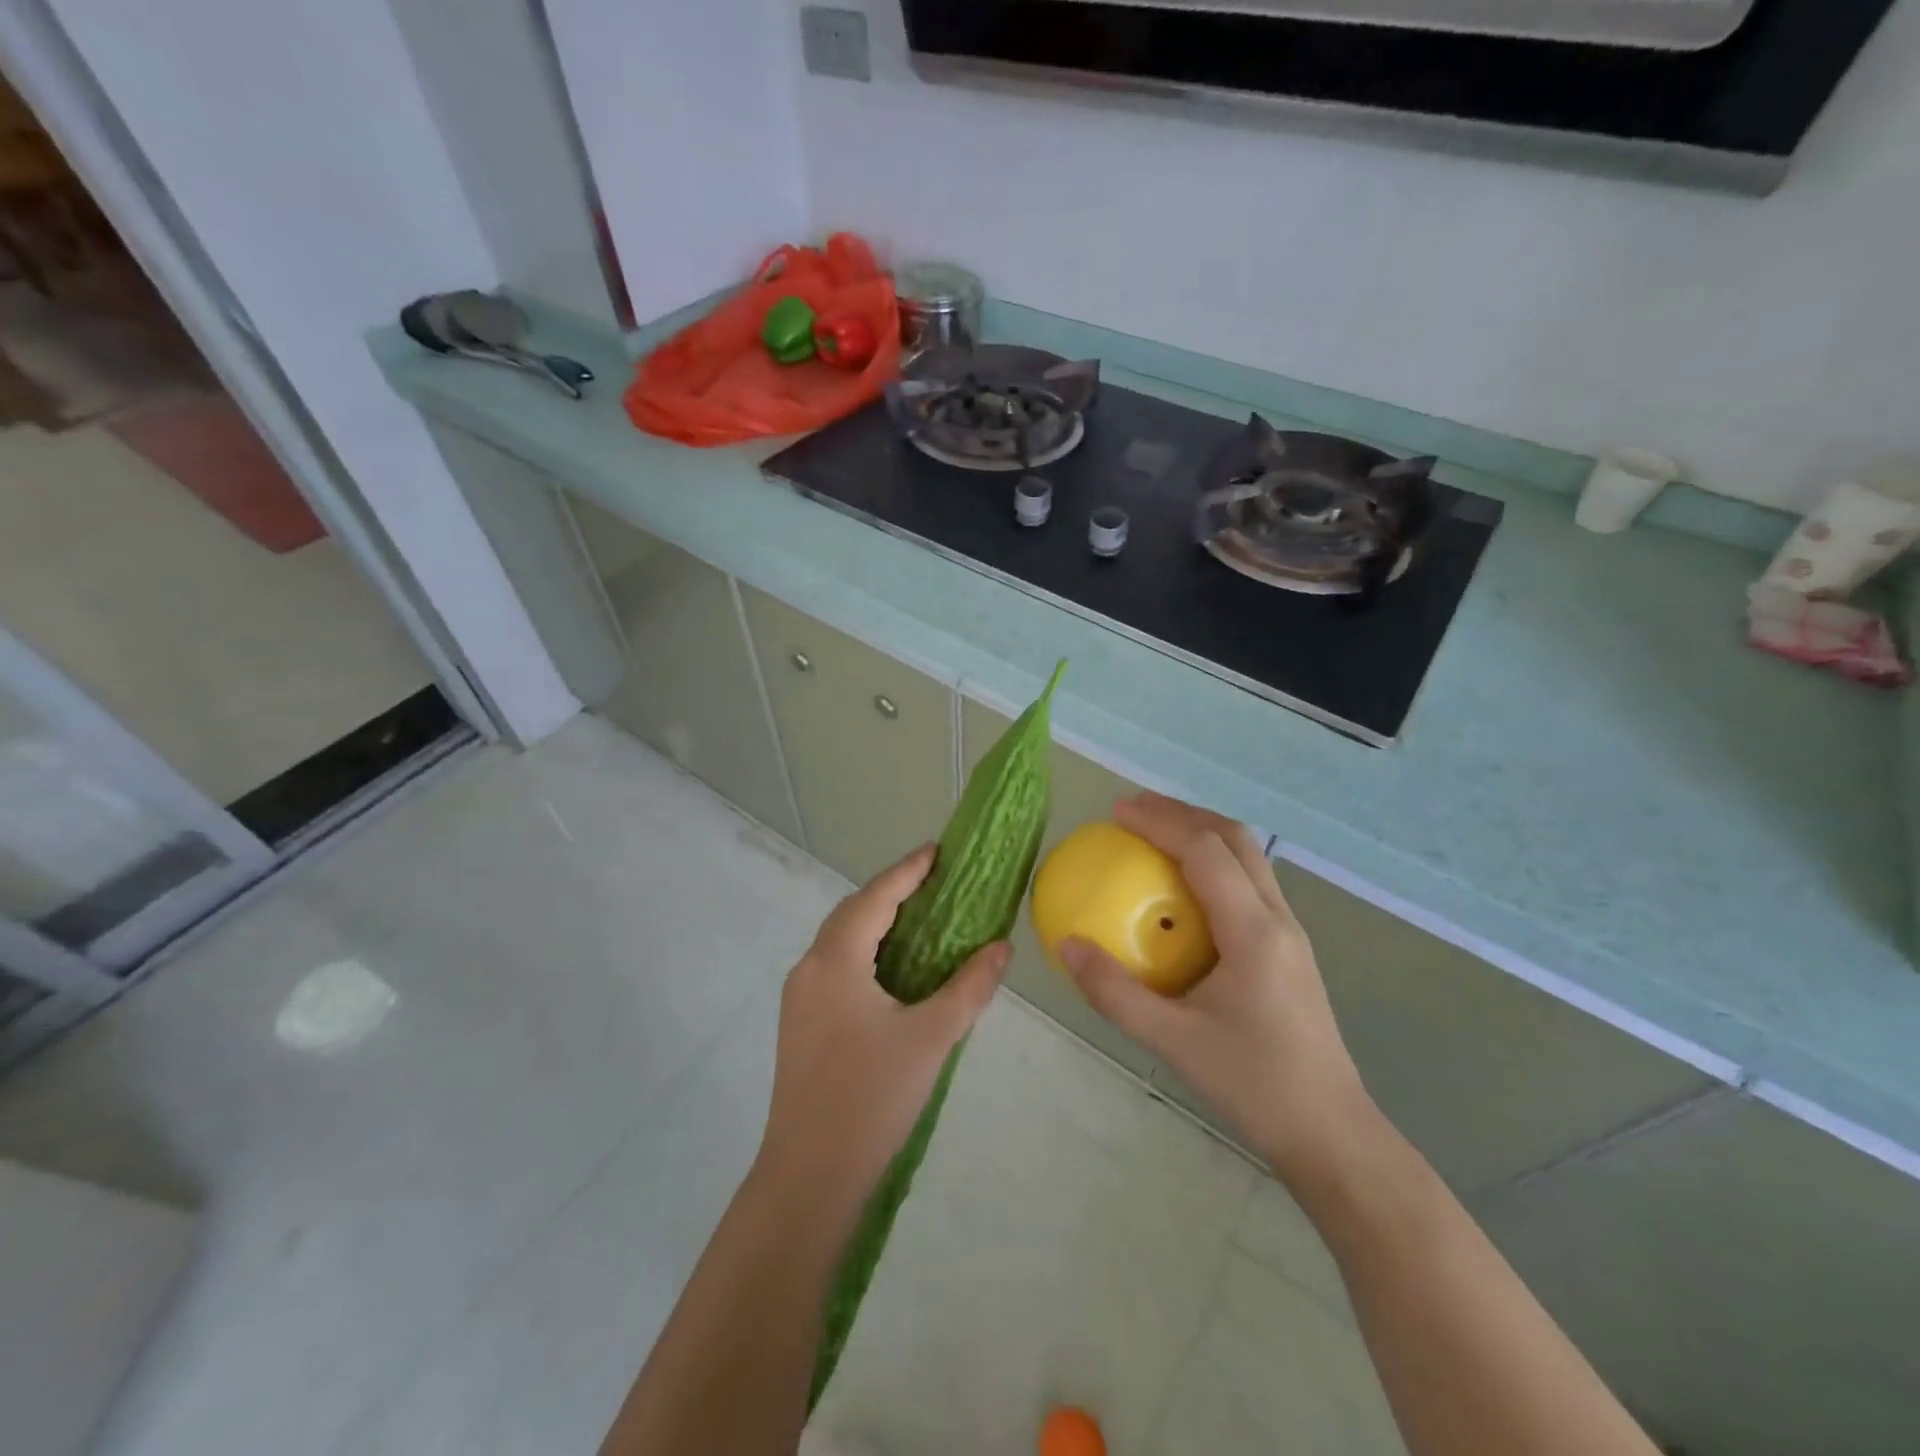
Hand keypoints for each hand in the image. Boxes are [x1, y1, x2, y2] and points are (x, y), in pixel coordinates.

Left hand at [757, 845, 1010, 1209]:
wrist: (808, 1177)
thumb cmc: (871, 1099)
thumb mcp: (931, 1039)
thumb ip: (969, 988)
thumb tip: (1001, 947)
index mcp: (835, 962)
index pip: (875, 898)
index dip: (907, 871)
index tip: (937, 850)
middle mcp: (809, 969)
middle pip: (852, 913)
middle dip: (891, 892)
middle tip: (935, 883)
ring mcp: (799, 998)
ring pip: (841, 941)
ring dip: (877, 923)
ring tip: (921, 919)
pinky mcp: (800, 1024)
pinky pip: (836, 967)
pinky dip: (866, 952)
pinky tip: (894, 970)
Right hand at [1059, 793, 1372, 1180]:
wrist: (1331, 1132)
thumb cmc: (1254, 1084)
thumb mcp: (1172, 1042)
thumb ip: (1114, 992)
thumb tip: (1066, 944)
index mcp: (1254, 931)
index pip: (1206, 851)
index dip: (1161, 821)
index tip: (1117, 812)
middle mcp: (1278, 918)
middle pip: (1234, 838)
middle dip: (1183, 812)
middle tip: (1134, 810)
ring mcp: (1289, 932)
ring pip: (1248, 857)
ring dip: (1202, 832)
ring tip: (1156, 833)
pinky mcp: (1288, 948)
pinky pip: (1248, 883)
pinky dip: (1213, 863)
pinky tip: (1183, 889)